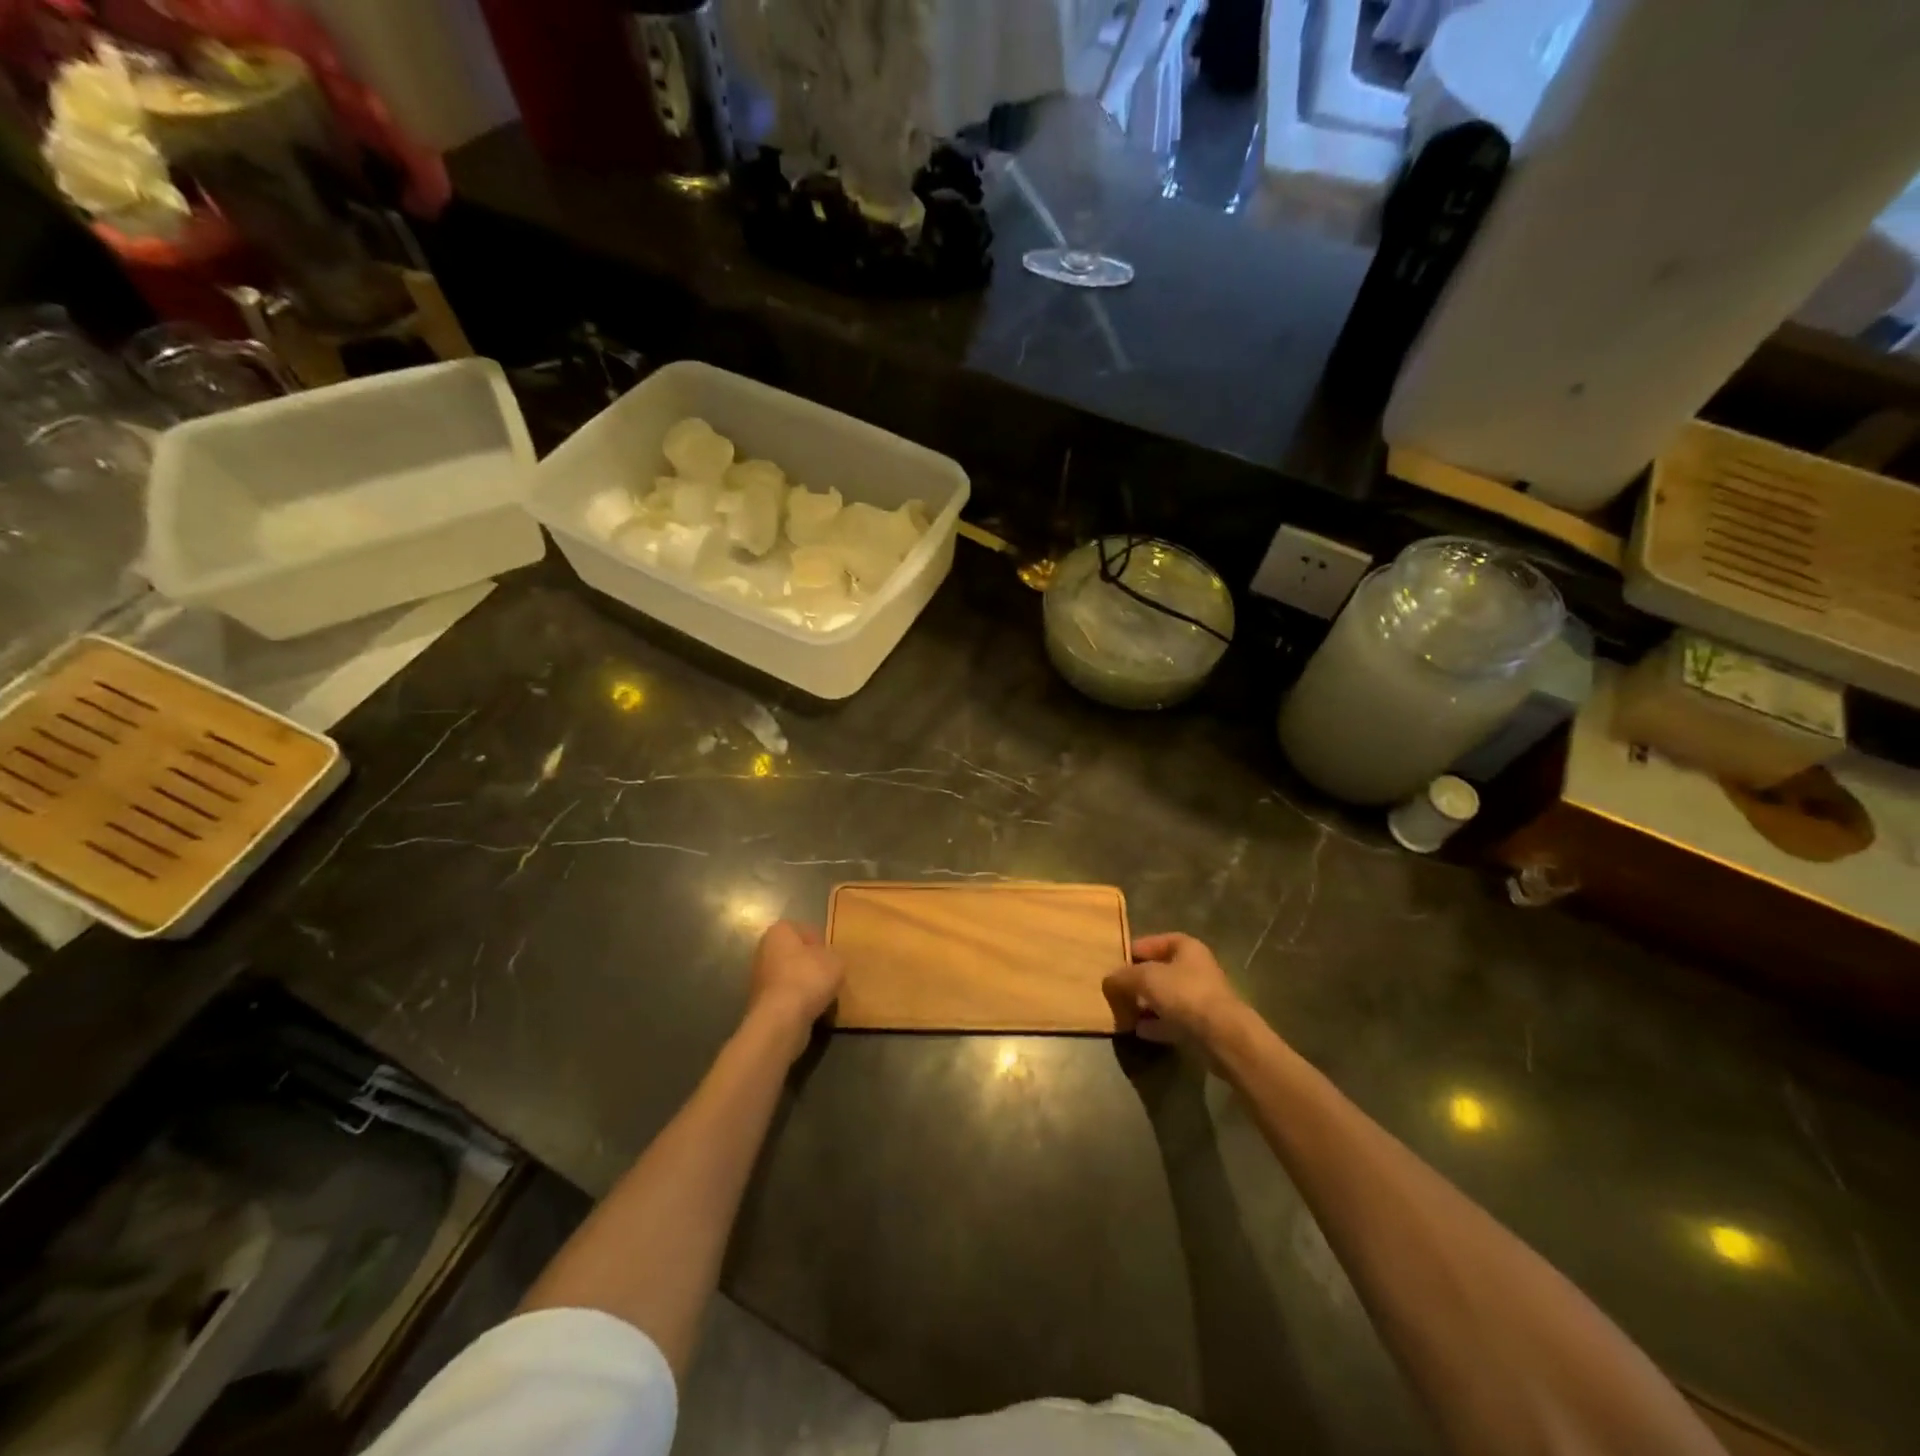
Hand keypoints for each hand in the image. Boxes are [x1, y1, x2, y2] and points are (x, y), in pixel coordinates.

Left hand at [747, 920, 843, 1055]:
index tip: (833, 956)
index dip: (821, 942)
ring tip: (824, 994)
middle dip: (811, 963)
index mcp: (779, 931)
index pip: (805, 930)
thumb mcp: (836, 961)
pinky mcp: (761, 1002)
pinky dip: (798, 1001)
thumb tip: (828, 961)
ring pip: (790, 976)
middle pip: (795, 954)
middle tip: (830, 974)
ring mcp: (759, 978)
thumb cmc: (809, 978)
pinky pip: (786, 996)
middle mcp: (764, 950)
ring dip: (805, 984)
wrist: (781, 1019)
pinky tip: (813, 1009)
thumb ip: (833, 956)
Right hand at [1104, 933, 1251, 1047]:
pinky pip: (1173, 1020)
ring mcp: (1201, 997)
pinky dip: (1156, 1024)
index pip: (1154, 942)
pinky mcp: (1202, 1024)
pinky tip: (1138, 1030)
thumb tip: (1108, 980)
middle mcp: (1196, 968)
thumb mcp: (1145, 978)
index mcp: (1186, 947)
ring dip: (1145, 1004)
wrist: (1222, 1035)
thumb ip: (1123, 977)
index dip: (1133, 951)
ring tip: (1123, 1012)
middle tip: (1115, 991)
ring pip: (1166, 997)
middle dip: (1137, 981)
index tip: (1114, 963)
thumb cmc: (1184, 994)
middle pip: (1160, 970)